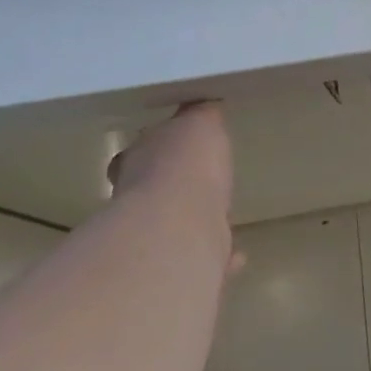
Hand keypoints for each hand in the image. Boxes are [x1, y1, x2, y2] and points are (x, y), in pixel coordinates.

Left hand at [108, 103, 238, 272]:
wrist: (177, 226)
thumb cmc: (185, 165)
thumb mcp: (200, 122)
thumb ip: (203, 116)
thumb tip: (205, 106)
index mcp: (137, 160)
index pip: (141, 151)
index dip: (161, 150)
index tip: (181, 151)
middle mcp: (134, 198)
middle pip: (155, 190)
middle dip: (177, 189)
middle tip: (206, 187)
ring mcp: (151, 235)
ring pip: (174, 225)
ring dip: (195, 223)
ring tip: (223, 220)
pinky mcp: (174, 263)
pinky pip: (199, 256)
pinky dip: (216, 256)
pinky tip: (235, 255)